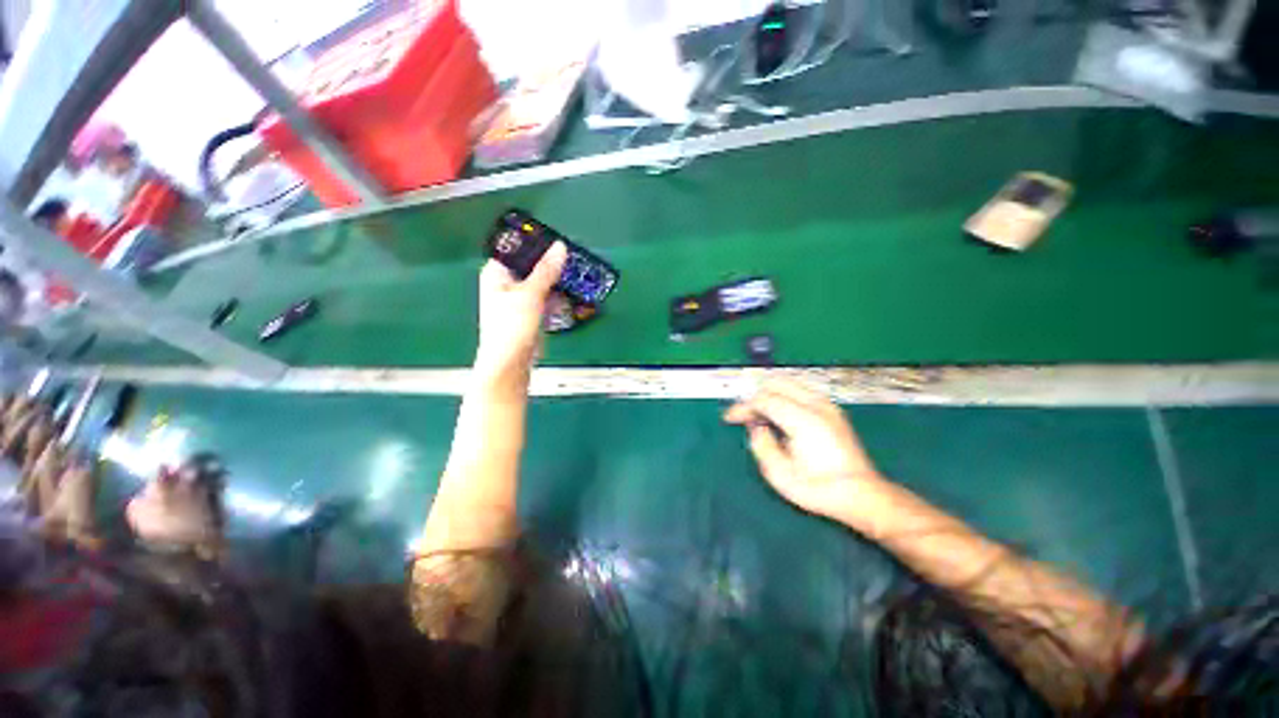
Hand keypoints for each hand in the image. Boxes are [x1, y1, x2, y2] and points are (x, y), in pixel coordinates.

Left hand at [474, 242, 567, 384]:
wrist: (511, 364)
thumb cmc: (512, 326)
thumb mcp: (530, 294)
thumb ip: (546, 270)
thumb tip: (560, 246)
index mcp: (497, 273)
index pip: (516, 249)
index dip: (536, 243)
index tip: (558, 241)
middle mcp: (507, 283)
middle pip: (532, 266)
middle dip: (553, 264)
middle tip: (574, 258)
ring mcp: (520, 299)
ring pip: (542, 283)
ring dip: (559, 281)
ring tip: (578, 274)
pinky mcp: (531, 313)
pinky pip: (547, 298)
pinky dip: (559, 296)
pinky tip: (573, 294)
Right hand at [725, 379, 885, 518]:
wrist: (862, 495)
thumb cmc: (819, 489)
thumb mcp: (780, 475)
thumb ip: (761, 445)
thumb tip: (757, 428)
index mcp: (803, 420)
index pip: (764, 400)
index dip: (743, 407)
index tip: (729, 418)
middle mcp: (816, 405)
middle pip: (776, 384)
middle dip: (755, 398)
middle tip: (745, 417)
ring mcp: (827, 405)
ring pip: (788, 384)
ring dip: (769, 396)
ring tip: (760, 417)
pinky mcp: (832, 410)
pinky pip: (800, 391)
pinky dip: (783, 397)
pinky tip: (779, 416)